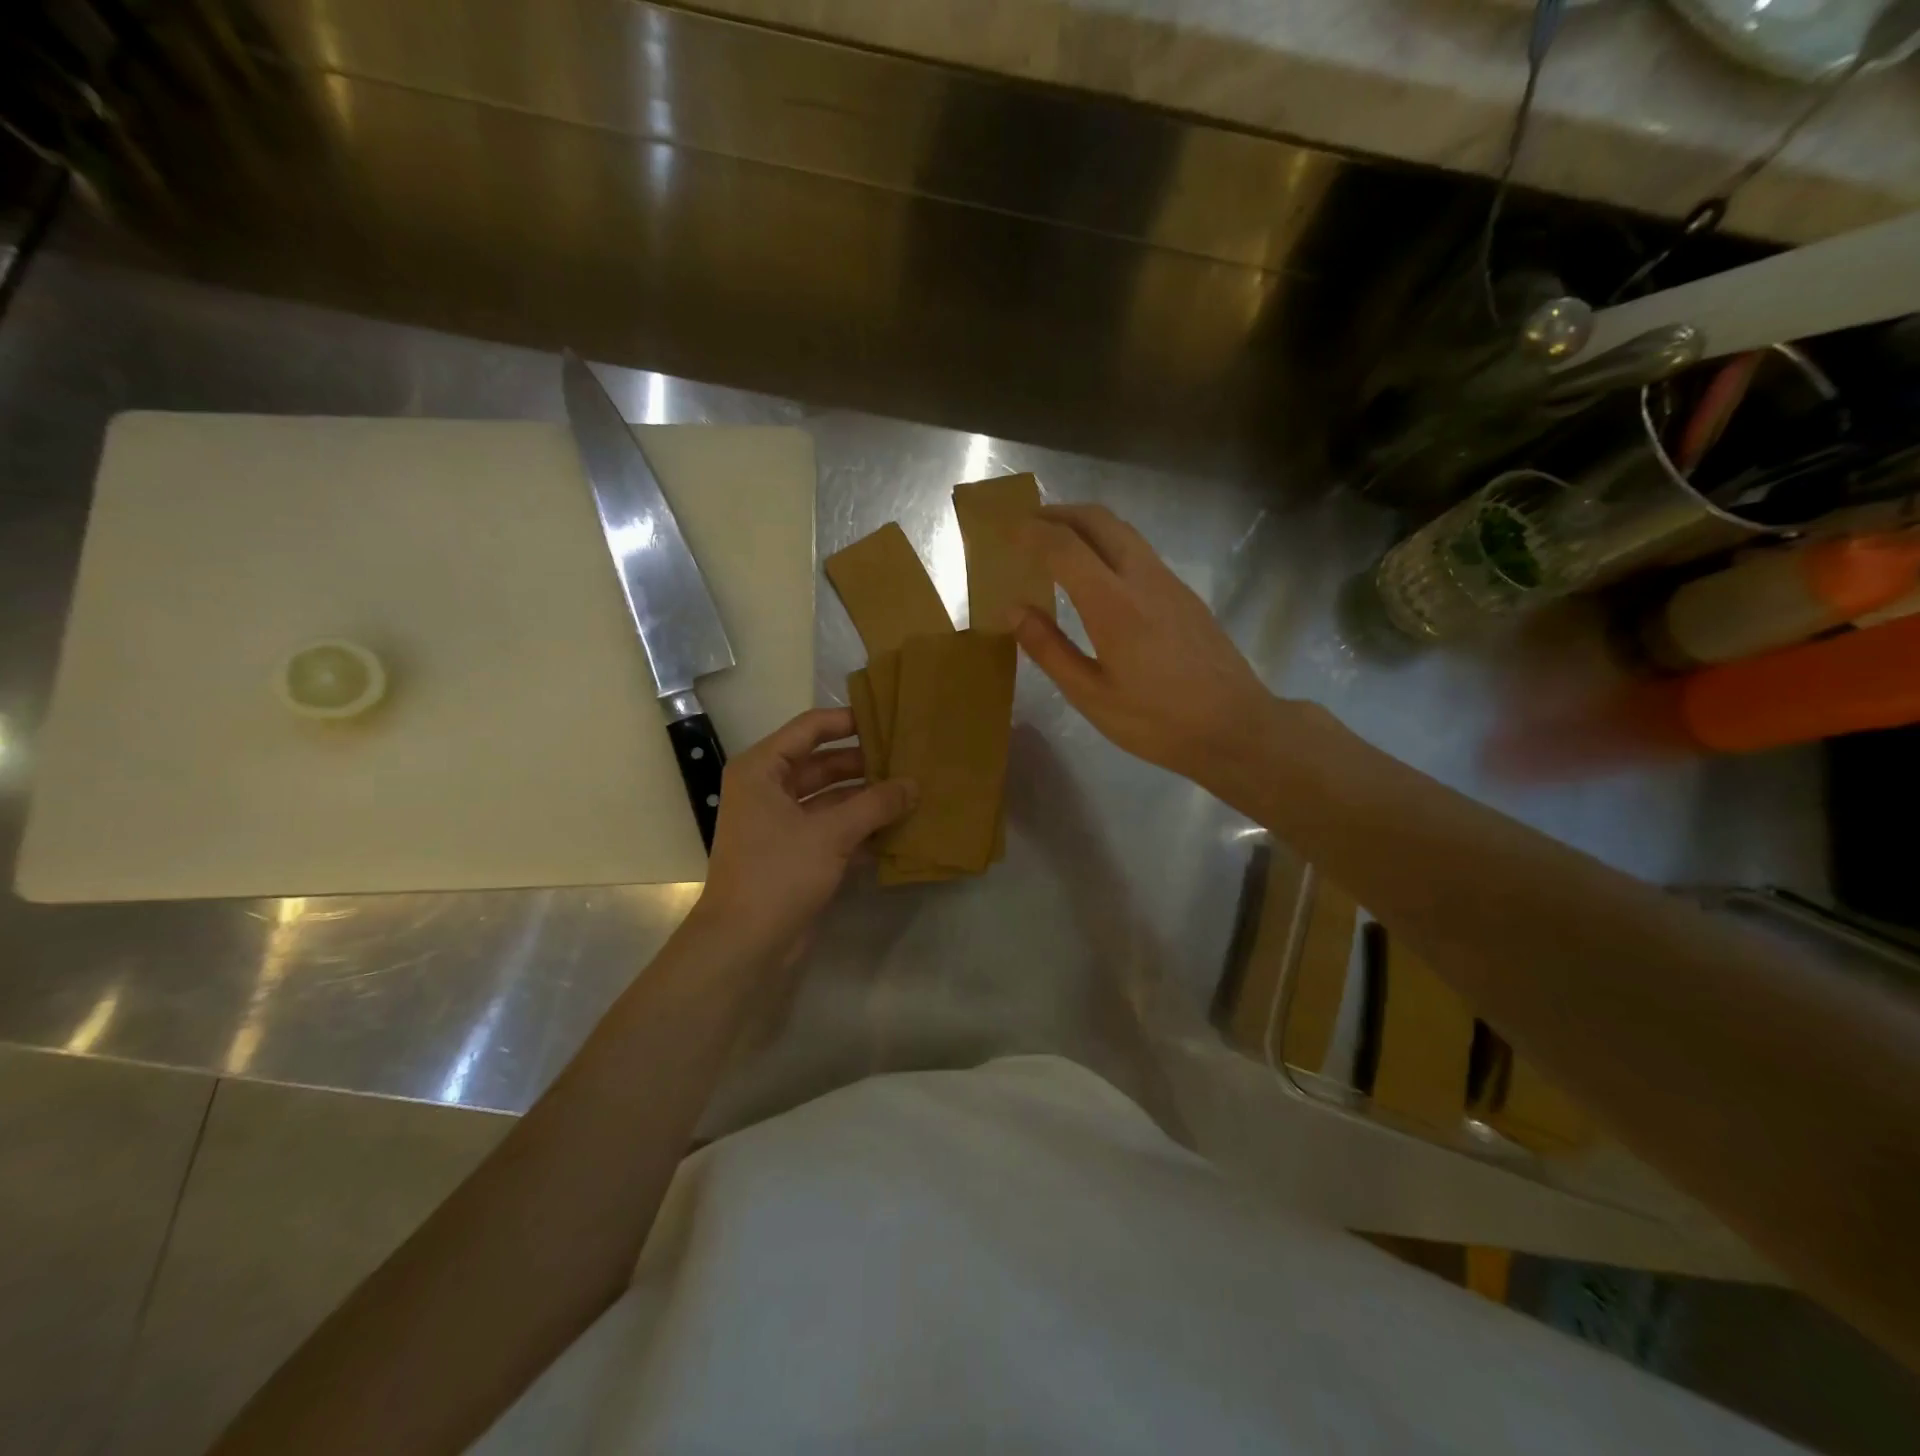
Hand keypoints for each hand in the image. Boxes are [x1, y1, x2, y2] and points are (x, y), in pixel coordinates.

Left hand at [689, 708, 915, 962]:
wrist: (744, 945)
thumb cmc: (779, 873)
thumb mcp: (831, 833)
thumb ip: (876, 804)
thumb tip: (914, 784)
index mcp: (762, 770)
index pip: (809, 729)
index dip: (847, 721)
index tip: (888, 720)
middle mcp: (768, 790)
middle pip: (822, 764)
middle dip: (864, 764)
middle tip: (908, 758)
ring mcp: (781, 824)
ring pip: (831, 799)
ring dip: (866, 798)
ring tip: (911, 791)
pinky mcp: (795, 854)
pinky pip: (832, 829)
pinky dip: (860, 828)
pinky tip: (897, 829)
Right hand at [1014, 504, 1276, 793]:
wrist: (1236, 727)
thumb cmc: (1157, 721)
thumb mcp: (1091, 695)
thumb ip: (1050, 649)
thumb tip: (1013, 611)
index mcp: (1113, 604)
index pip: (1065, 547)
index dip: (1031, 532)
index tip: (1005, 529)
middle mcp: (1143, 578)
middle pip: (1099, 520)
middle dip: (1059, 513)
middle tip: (1028, 526)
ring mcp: (1170, 583)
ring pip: (1123, 532)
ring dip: (1086, 526)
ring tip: (1057, 545)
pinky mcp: (1185, 595)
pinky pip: (1140, 552)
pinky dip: (1108, 546)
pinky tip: (1097, 577)